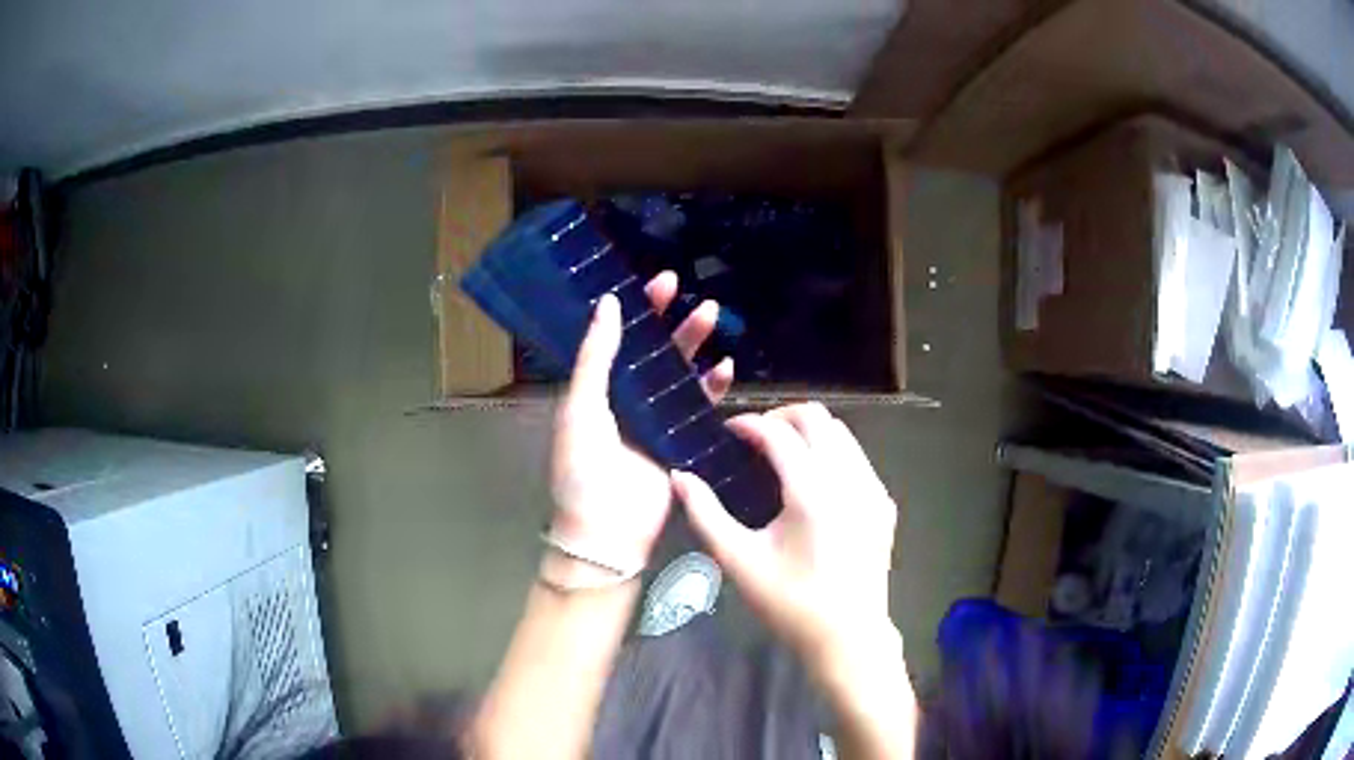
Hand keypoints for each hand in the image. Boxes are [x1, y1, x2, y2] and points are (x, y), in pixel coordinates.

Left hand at [548, 272, 733, 571]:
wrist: (605, 530)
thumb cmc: (582, 468)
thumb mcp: (581, 407)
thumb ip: (596, 357)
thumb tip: (609, 303)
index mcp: (597, 388)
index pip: (619, 339)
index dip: (639, 310)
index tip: (658, 284)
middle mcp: (627, 398)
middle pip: (655, 351)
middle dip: (673, 322)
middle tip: (691, 295)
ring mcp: (656, 419)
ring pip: (680, 373)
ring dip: (695, 345)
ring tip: (710, 316)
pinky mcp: (680, 440)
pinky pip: (699, 407)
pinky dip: (712, 387)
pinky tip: (724, 367)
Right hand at [671, 403, 898, 667]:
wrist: (849, 637)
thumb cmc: (790, 603)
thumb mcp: (739, 561)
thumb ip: (705, 513)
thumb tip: (679, 476)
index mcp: (812, 492)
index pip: (779, 432)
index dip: (749, 424)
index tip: (728, 432)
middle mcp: (849, 479)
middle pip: (816, 417)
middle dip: (781, 417)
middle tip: (754, 439)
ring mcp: (873, 489)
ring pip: (841, 433)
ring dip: (808, 432)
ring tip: (781, 455)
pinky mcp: (884, 504)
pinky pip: (857, 458)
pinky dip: (832, 453)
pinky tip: (814, 484)